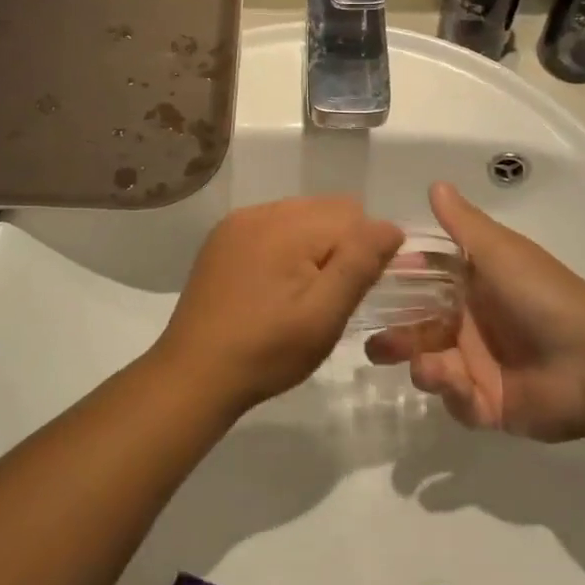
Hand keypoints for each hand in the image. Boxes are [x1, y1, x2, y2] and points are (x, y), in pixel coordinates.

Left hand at [156, 197, 403, 411]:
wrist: (193, 375)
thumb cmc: (267, 351)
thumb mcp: (324, 316)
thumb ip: (360, 264)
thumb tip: (390, 227)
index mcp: (288, 225)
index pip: (354, 215)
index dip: (365, 252)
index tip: (353, 292)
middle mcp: (262, 211)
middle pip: (327, 209)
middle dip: (340, 245)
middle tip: (328, 296)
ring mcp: (238, 222)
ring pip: (301, 215)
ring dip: (314, 245)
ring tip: (301, 292)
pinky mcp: (222, 238)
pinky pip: (273, 225)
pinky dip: (286, 246)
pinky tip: (274, 286)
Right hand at [367, 183, 584, 440]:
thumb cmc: (541, 296)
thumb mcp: (500, 251)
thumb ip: (463, 224)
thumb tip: (435, 183)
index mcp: (476, 287)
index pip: (428, 281)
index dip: (401, 282)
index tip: (369, 282)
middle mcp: (473, 324)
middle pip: (421, 328)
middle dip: (397, 334)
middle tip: (374, 343)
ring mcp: (480, 366)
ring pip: (432, 365)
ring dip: (420, 365)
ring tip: (422, 366)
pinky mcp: (489, 404)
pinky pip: (457, 401)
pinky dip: (452, 393)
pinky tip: (459, 384)